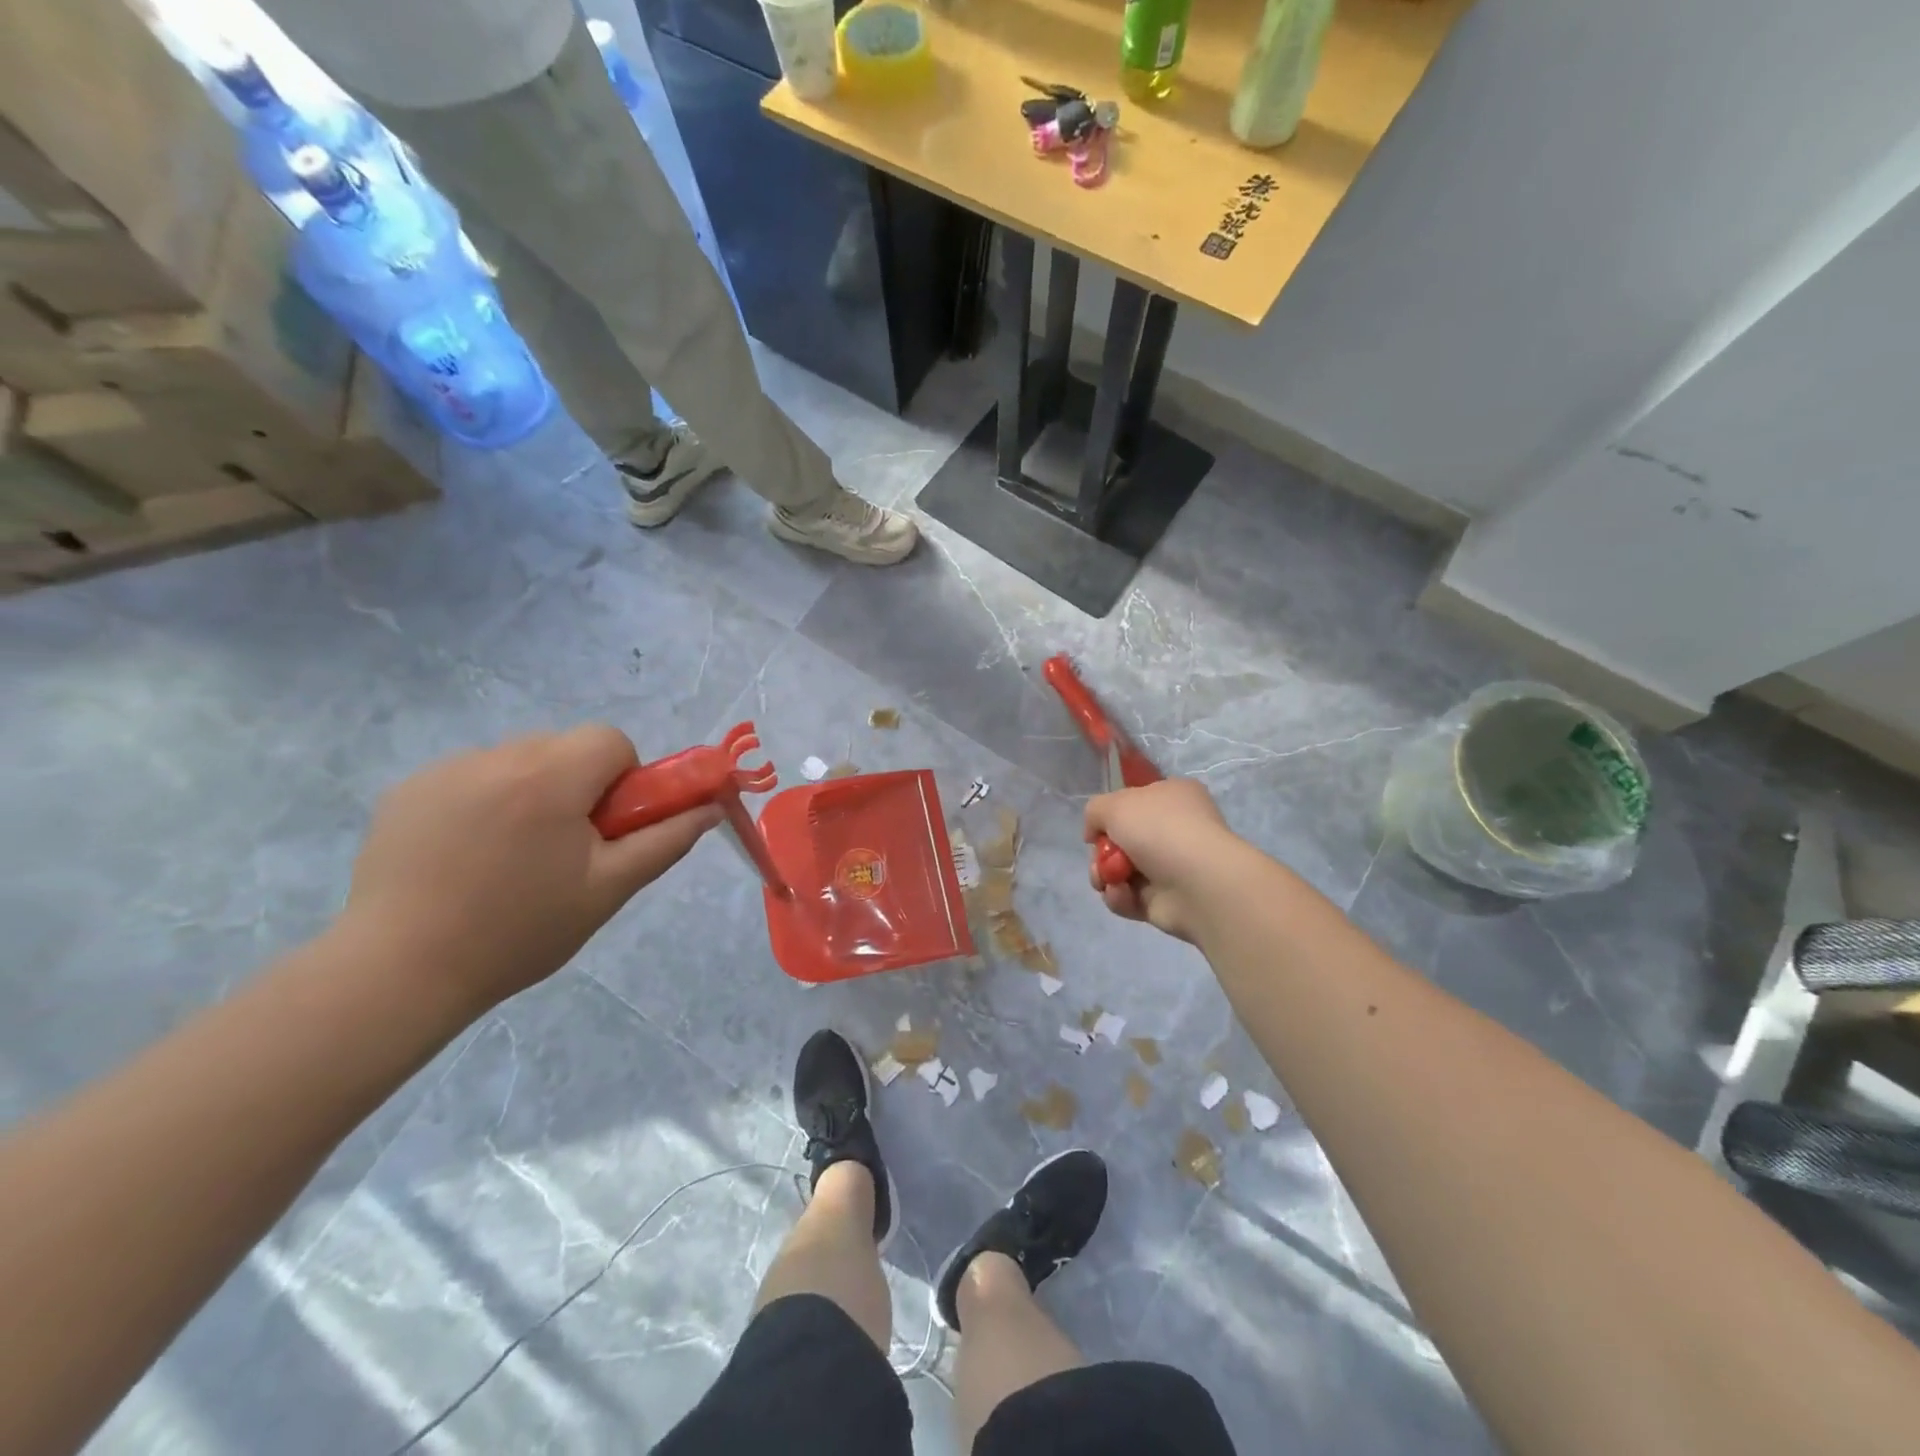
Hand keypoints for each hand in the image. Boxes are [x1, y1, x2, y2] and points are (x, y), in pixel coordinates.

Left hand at [341, 725, 718, 1011]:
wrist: (399, 971)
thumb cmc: (520, 931)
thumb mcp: (609, 889)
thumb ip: (666, 839)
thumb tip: (711, 806)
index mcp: (549, 777)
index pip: (609, 740)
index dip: (622, 778)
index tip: (606, 826)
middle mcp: (496, 757)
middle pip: (564, 747)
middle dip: (578, 785)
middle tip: (565, 848)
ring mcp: (444, 770)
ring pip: (518, 760)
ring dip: (531, 791)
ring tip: (509, 857)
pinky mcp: (407, 790)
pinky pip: (472, 776)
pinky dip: (485, 801)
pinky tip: (467, 855)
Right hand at [1084, 778, 1241, 943]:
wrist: (1197, 882)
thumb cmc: (1159, 830)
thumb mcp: (1115, 804)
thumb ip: (1095, 812)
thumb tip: (1094, 834)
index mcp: (1172, 797)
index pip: (1134, 802)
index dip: (1111, 815)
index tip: (1097, 827)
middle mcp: (1174, 830)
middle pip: (1121, 840)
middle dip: (1101, 852)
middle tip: (1099, 859)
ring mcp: (1170, 867)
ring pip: (1119, 871)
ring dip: (1105, 875)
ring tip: (1106, 880)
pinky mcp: (1164, 901)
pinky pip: (1128, 897)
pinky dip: (1120, 897)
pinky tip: (1124, 894)